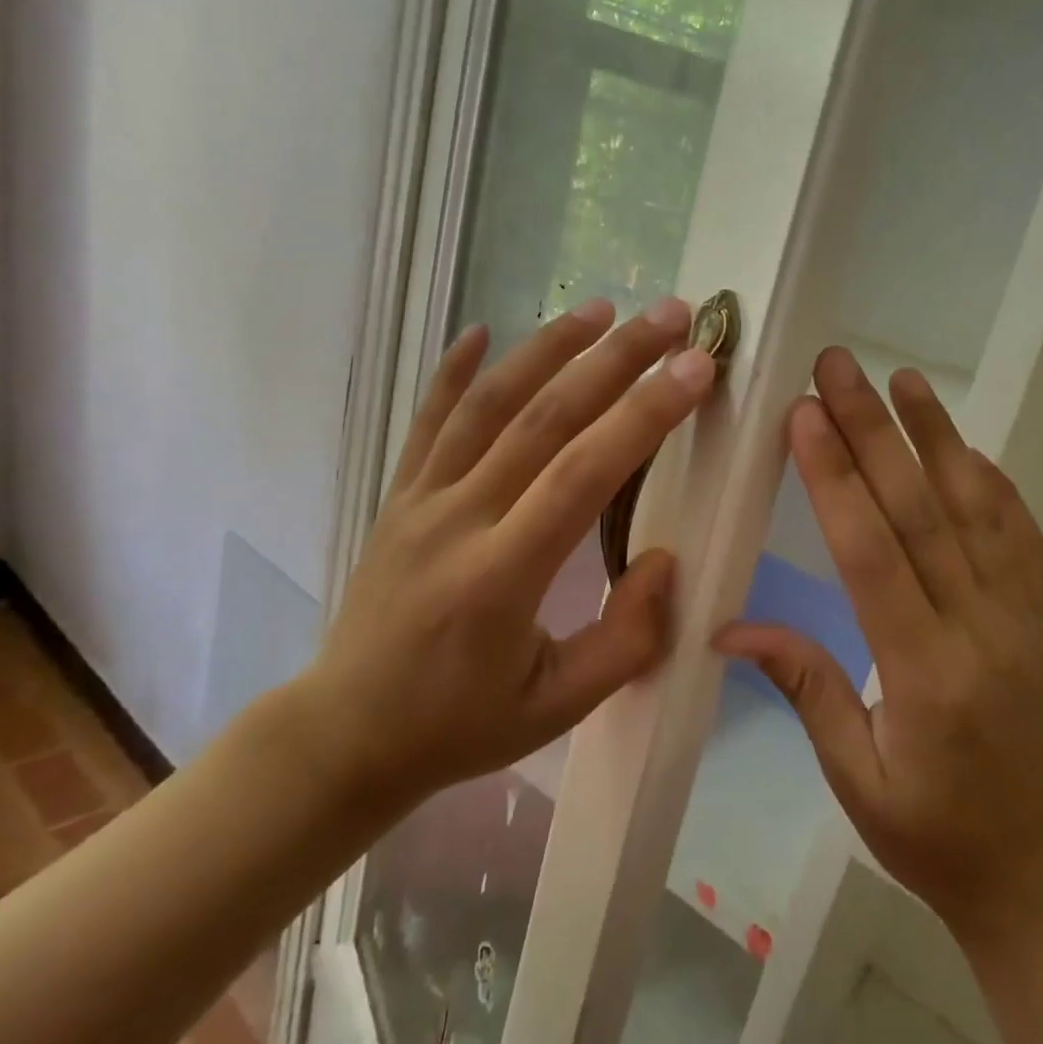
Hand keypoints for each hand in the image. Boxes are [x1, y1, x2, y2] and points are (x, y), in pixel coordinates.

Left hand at [298, 297, 716, 820]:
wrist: (347, 733)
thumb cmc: (460, 726)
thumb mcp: (558, 708)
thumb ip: (625, 640)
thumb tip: (665, 560)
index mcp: (502, 576)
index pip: (584, 474)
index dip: (644, 415)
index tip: (695, 368)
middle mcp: (458, 521)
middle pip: (543, 418)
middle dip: (614, 360)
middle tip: (669, 316)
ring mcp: (420, 501)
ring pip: (487, 405)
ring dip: (546, 349)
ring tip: (599, 309)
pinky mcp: (398, 497)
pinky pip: (427, 422)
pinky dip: (454, 372)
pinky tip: (481, 331)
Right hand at [716, 347, 1042, 949]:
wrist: (1039, 874)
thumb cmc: (933, 837)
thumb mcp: (855, 776)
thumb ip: (804, 687)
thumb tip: (729, 629)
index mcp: (924, 673)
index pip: (872, 554)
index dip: (836, 479)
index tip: (805, 415)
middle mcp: (977, 628)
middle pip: (920, 511)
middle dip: (874, 430)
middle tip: (839, 366)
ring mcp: (1017, 617)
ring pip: (976, 508)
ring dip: (937, 436)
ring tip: (903, 378)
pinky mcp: (1034, 618)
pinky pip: (1018, 536)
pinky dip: (992, 483)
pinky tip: (966, 448)